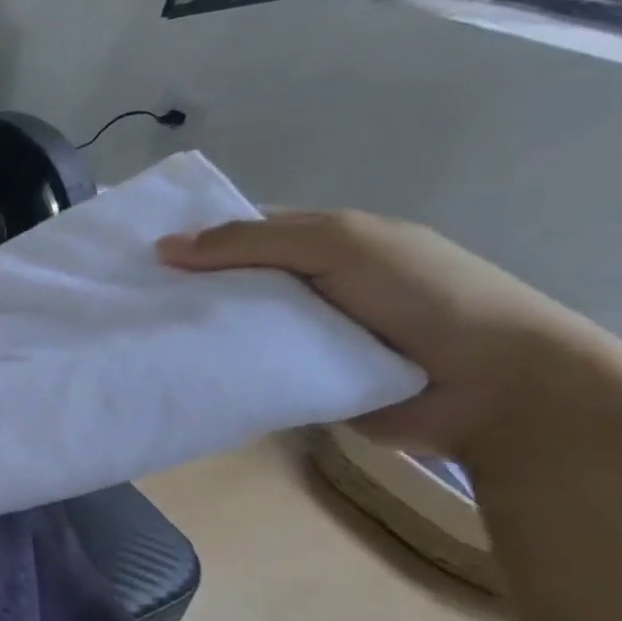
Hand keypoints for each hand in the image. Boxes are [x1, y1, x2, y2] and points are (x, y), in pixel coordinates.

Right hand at [157, 210, 590, 457]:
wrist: (499, 387)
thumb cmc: (423, 295)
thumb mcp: (339, 244)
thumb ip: (251, 242)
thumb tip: (162, 248)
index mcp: (321, 242)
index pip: (240, 233)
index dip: (191, 240)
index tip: (135, 259)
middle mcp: (307, 285)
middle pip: (230, 281)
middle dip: (183, 290)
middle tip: (122, 303)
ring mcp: (304, 335)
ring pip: (233, 327)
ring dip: (196, 332)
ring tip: (136, 340)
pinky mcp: (300, 379)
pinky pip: (246, 368)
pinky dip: (217, 369)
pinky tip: (173, 372)